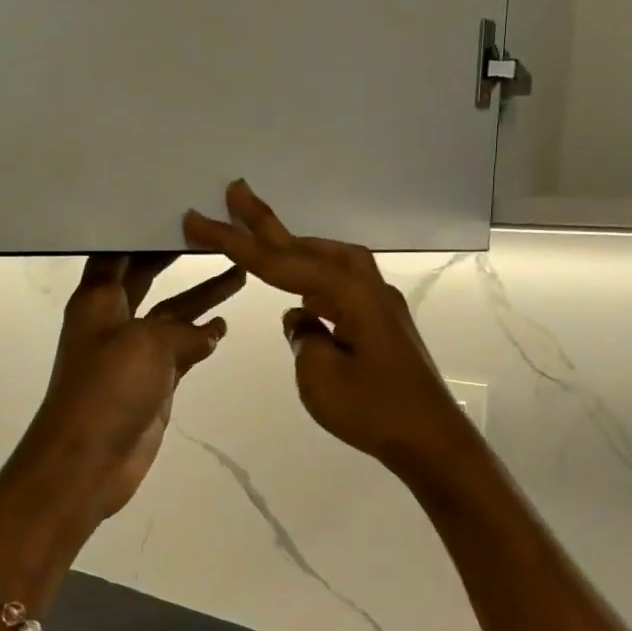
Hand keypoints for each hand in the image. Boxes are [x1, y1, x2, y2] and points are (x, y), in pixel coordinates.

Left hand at [15, 253, 244, 527]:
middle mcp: (114, 319)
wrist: (88, 461)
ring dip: (201, 294)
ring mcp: (135, 351)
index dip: (140, 229)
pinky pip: (182, 348)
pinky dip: (202, 336)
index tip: (172, 206)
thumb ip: (183, 330)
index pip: (118, 251)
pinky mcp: (154, 380)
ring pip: (172, 312)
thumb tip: (208, 331)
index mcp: (98, 301)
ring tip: (238, 272)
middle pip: (148, 276)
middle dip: (177, 256)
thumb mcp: (147, 344)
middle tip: (213, 232)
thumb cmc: (107, 392)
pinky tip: (224, 325)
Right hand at [185, 181, 478, 479]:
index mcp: (348, 294)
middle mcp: (367, 287)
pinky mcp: (383, 323)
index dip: (235, 242)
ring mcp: (379, 304)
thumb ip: (303, 337)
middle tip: (236, 191)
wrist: (432, 439)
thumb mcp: (320, 376)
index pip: (280, 263)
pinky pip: (341, 288)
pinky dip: (315, 282)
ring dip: (294, 250)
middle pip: (307, 248)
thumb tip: (302, 319)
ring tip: (262, 239)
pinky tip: (303, 299)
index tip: (198, 221)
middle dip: (267, 223)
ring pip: (328, 262)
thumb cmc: (374, 409)